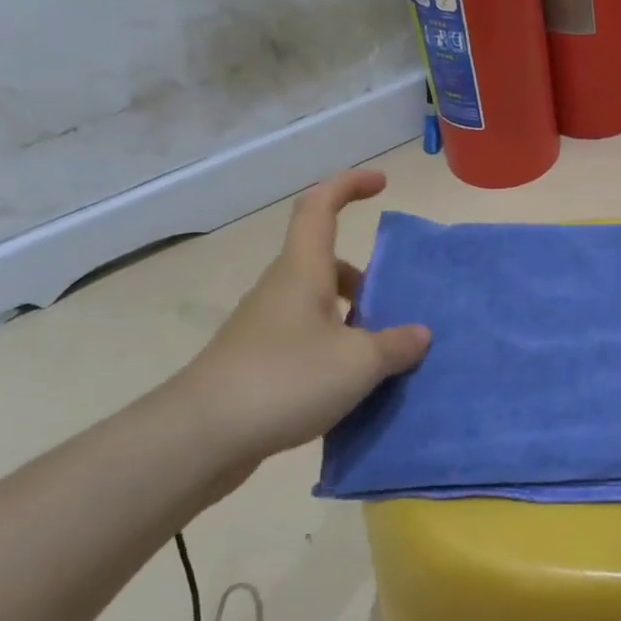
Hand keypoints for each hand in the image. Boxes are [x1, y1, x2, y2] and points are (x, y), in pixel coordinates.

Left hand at [171, 170, 429, 477]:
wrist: (200, 438)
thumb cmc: (285, 380)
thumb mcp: (358, 362)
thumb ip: (396, 345)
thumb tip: (420, 334)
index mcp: (303, 272)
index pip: (320, 208)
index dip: (349, 186)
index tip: (381, 183)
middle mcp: (281, 290)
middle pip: (325, 263)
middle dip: (365, 277)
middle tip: (397, 303)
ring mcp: (264, 327)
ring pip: (317, 304)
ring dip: (352, 317)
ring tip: (384, 352)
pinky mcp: (256, 362)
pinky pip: (306, 338)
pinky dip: (334, 348)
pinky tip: (351, 385)